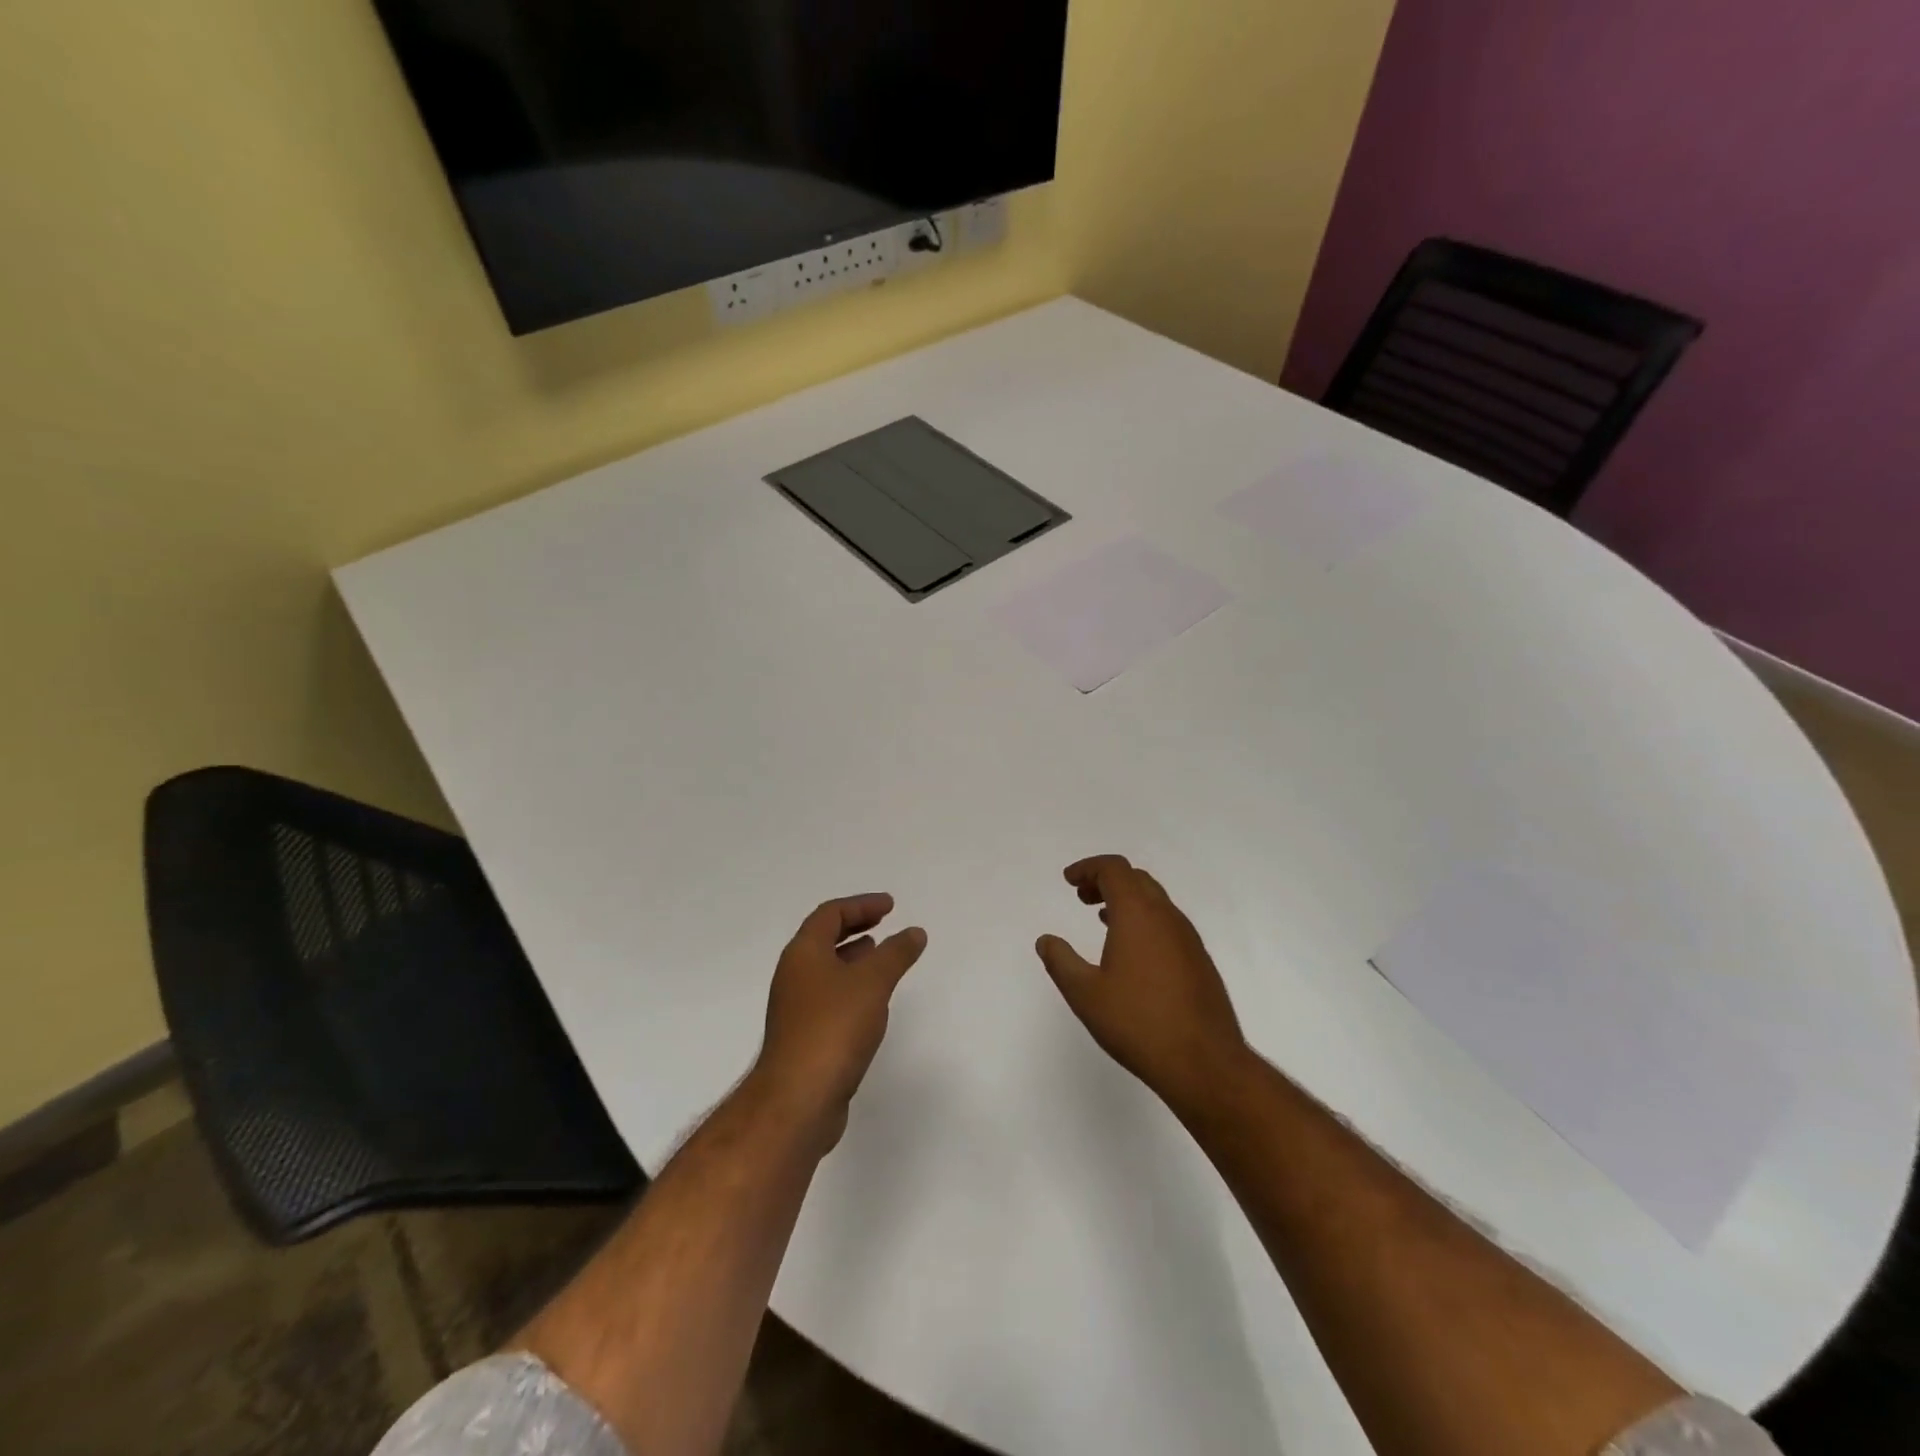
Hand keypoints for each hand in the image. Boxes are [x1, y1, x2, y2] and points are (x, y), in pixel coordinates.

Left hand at [753, 893, 926, 1151]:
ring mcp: (796, 1009)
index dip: (860, 905)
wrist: (798, 1099)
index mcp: (803, 953)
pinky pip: (830, 997)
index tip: (890, 906)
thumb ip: (895, 954)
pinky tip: (872, 1002)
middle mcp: (794, 975)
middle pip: (823, 939)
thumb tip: (914, 932)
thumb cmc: (834, 1028)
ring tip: (881, 956)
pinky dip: (851, 987)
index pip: (830, 914)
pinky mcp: (804, 1037)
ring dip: (853, 958)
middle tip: (884, 923)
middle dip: (855, 927)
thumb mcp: (872, 982)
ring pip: (826, 970)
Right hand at [1036, 855, 1246, 1113]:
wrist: (1204, 1063)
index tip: (1068, 881)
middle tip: (1082, 897)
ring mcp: (1188, 938)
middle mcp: (1167, 917)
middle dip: (1106, 880)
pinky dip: (1144, 920)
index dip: (1088, 868)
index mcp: (1138, 914)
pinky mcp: (1200, 961)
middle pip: (1136, 879)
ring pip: (1155, 900)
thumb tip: (1045, 940)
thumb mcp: (1085, 994)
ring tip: (1102, 919)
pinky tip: (1132, 951)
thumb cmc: (1138, 1023)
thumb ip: (1060, 961)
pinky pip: (1168, 923)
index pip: (1114, 869)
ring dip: (1127, 900)